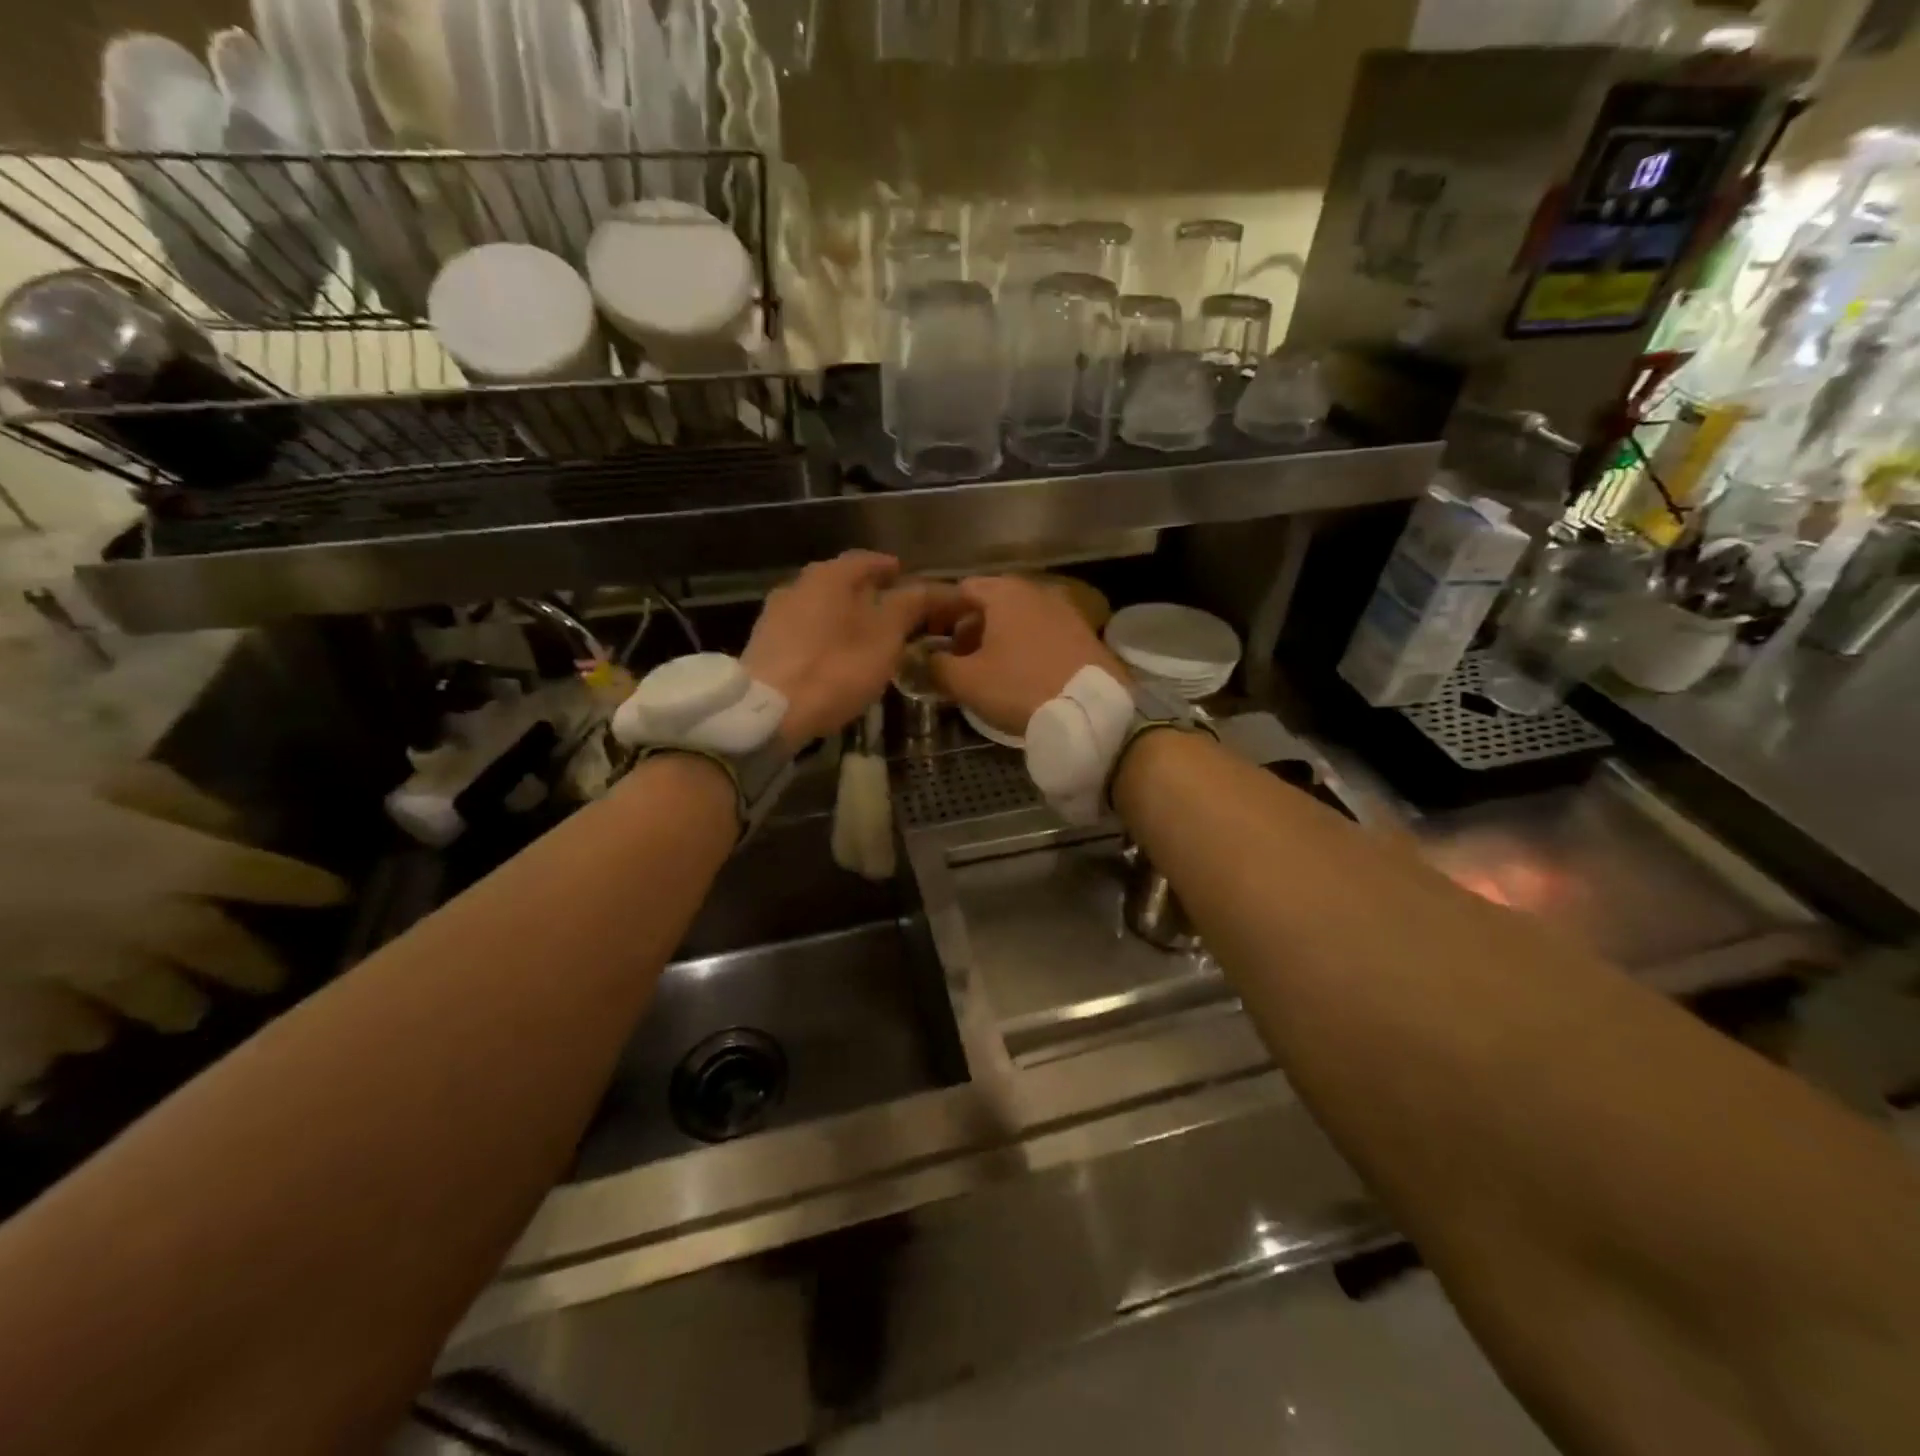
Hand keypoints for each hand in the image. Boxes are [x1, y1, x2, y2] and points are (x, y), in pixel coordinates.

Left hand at [743, 551, 961, 749]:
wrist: (768, 711)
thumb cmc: (836, 668)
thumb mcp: (886, 637)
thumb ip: (910, 606)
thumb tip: (931, 587)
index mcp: (830, 575)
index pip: (867, 559)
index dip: (889, 567)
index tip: (905, 576)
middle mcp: (799, 584)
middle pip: (840, 581)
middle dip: (866, 592)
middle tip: (890, 609)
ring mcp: (776, 614)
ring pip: (820, 606)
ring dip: (843, 615)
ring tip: (865, 635)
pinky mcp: (764, 644)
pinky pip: (804, 630)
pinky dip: (824, 635)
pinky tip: (834, 655)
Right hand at [930, 576, 1126, 736]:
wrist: (1092, 710)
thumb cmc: (1021, 688)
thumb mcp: (967, 681)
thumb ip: (936, 666)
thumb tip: (920, 659)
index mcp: (1004, 592)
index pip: (961, 589)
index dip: (940, 614)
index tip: (930, 641)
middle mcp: (1036, 591)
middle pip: (991, 602)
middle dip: (969, 628)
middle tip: (957, 659)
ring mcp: (1065, 610)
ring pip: (1019, 618)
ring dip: (998, 638)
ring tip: (988, 671)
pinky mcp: (1084, 633)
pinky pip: (1043, 633)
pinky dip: (1026, 646)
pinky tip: (1022, 675)